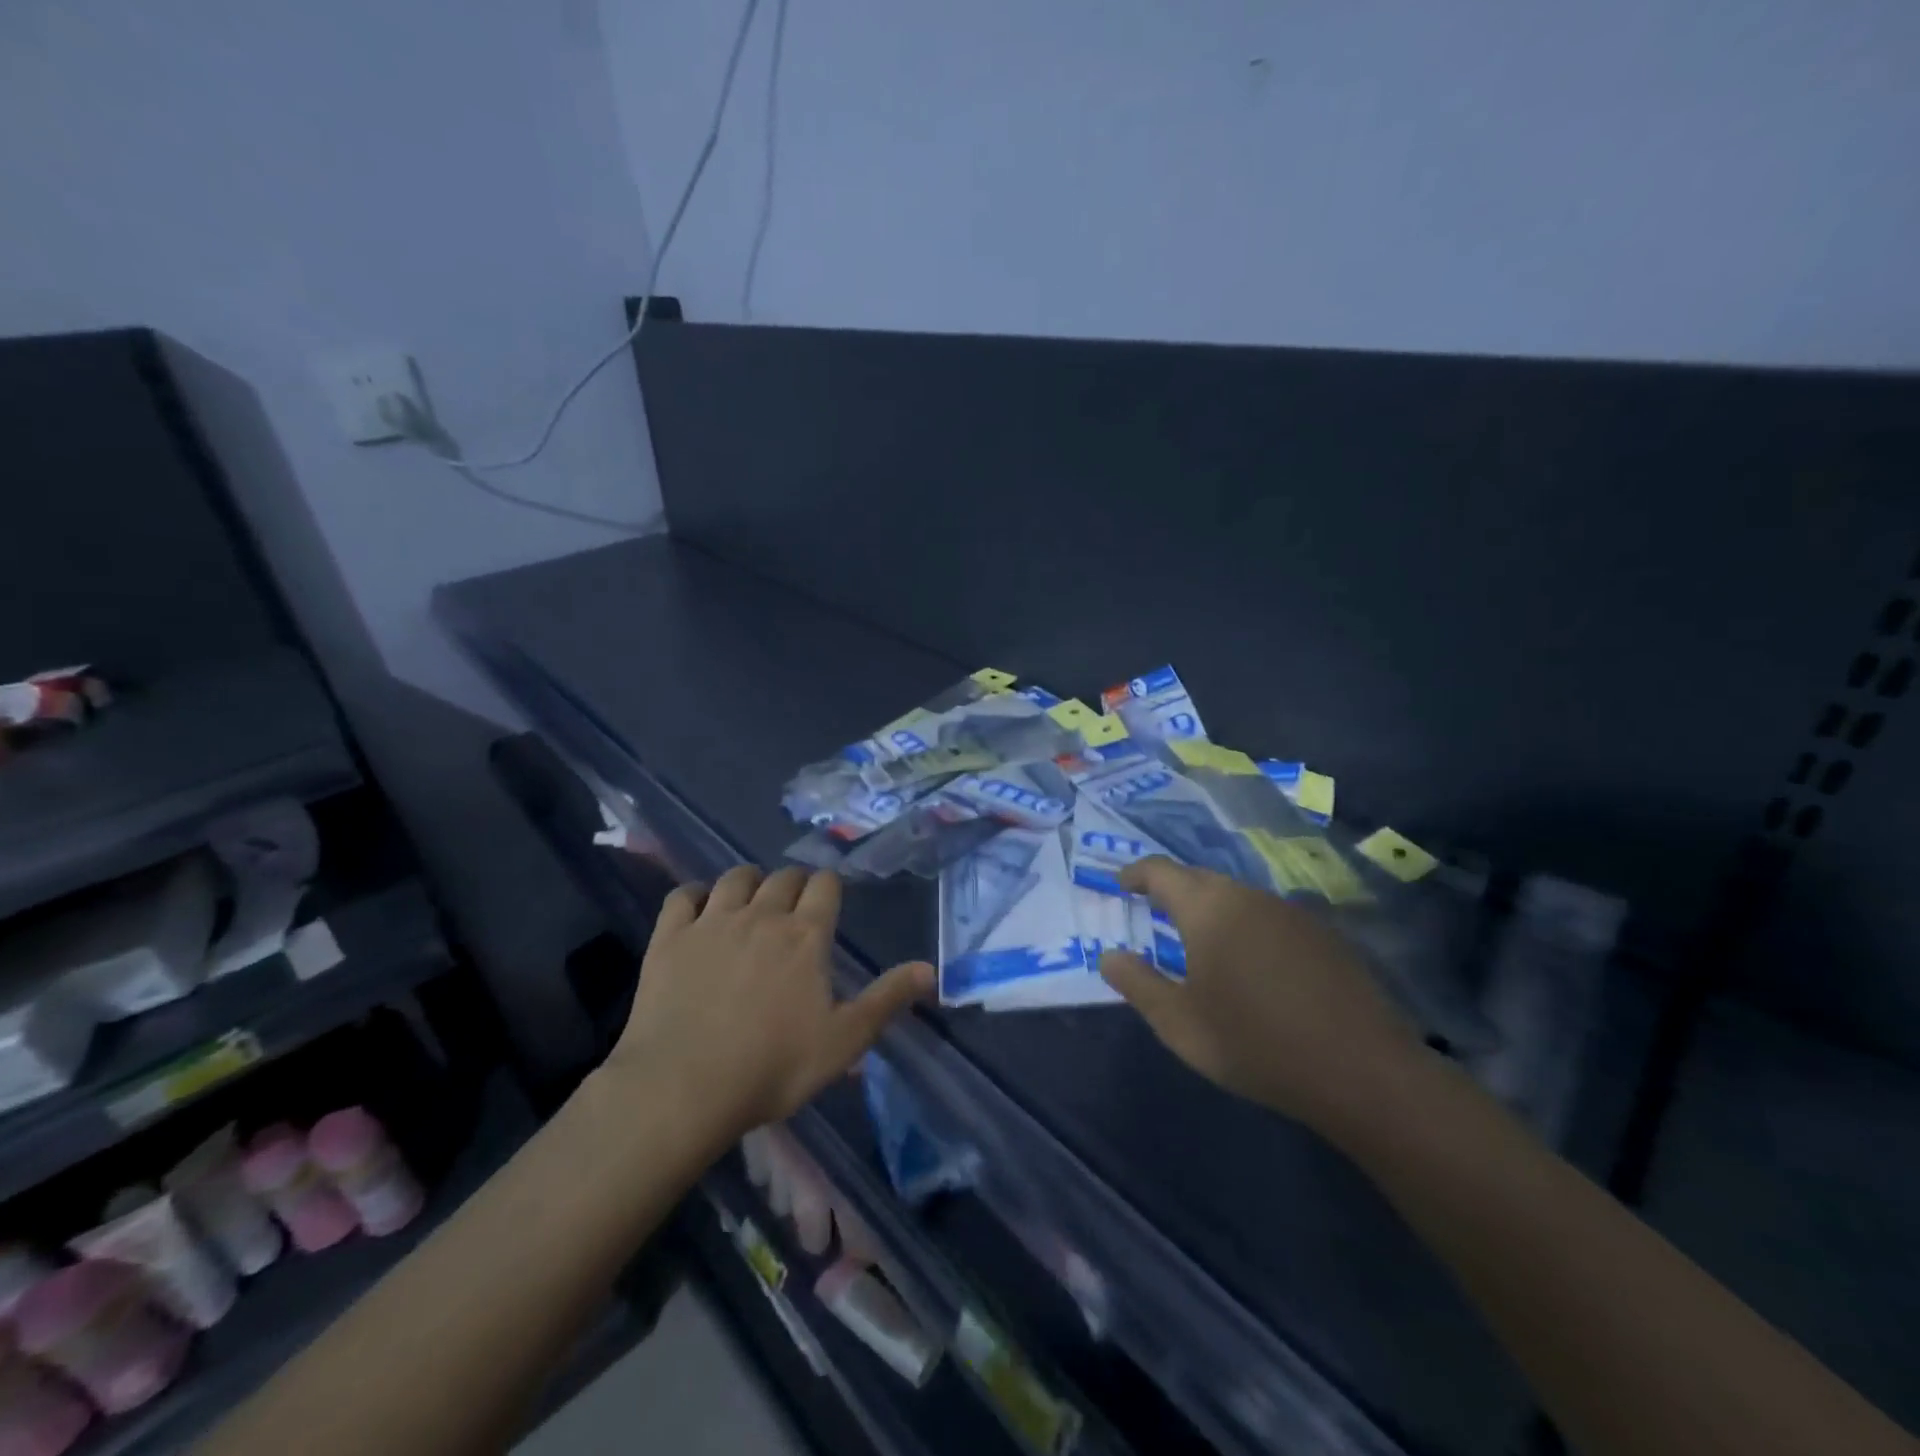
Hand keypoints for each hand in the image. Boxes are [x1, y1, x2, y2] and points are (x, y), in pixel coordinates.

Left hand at [609, 866, 933, 1142]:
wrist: (684, 1088)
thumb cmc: (774, 1067)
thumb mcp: (844, 1040)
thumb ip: (887, 999)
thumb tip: (930, 970)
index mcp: (806, 935)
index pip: (825, 884)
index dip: (829, 887)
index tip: (828, 902)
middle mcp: (762, 915)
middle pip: (783, 877)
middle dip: (793, 884)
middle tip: (793, 910)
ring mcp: (712, 922)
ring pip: (735, 877)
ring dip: (749, 882)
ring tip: (750, 903)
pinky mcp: (670, 938)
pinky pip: (682, 896)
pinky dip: (695, 895)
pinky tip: (699, 910)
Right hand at [1098, 857, 1422, 1132]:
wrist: (1362, 1072)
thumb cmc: (1255, 1044)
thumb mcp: (1179, 1024)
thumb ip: (1138, 983)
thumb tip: (1109, 956)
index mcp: (1208, 908)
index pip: (1161, 872)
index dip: (1136, 874)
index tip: (1121, 885)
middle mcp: (1249, 896)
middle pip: (1200, 879)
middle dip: (1172, 890)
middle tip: (1154, 912)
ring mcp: (1292, 913)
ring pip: (1238, 897)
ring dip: (1212, 909)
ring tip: (1200, 941)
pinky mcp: (1324, 935)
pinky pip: (1269, 917)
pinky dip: (1247, 927)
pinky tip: (1253, 965)